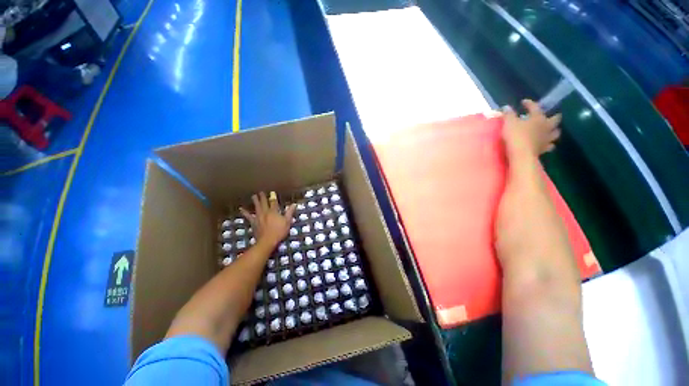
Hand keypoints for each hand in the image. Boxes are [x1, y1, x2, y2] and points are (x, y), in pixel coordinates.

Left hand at [240, 191, 295, 247]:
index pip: (274, 203)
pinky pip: (248, 216)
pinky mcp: (253, 222)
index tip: (272, 192)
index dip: (273, 197)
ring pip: (257, 207)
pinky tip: (241, 208)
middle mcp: (265, 212)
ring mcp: (258, 217)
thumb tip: (294, 204)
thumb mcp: (287, 222)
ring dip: (255, 201)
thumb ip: (289, 212)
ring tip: (253, 196)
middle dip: (263, 197)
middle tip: (261, 192)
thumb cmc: (279, 232)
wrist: (267, 241)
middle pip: (264, 203)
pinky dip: (245, 212)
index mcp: (274, 212)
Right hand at [502, 99, 561, 157]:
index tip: (523, 102)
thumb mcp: (509, 123)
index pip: (535, 107)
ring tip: (551, 130)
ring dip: (554, 130)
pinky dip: (549, 144)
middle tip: (550, 116)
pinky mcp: (544, 149)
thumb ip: (508, 114)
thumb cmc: (516, 136)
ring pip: (556, 133)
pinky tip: (547, 144)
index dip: (529, 103)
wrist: (521, 154)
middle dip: (554, 116)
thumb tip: (507, 107)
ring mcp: (547, 138)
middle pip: (555, 119)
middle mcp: (546, 126)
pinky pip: (550, 146)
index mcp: (538, 118)